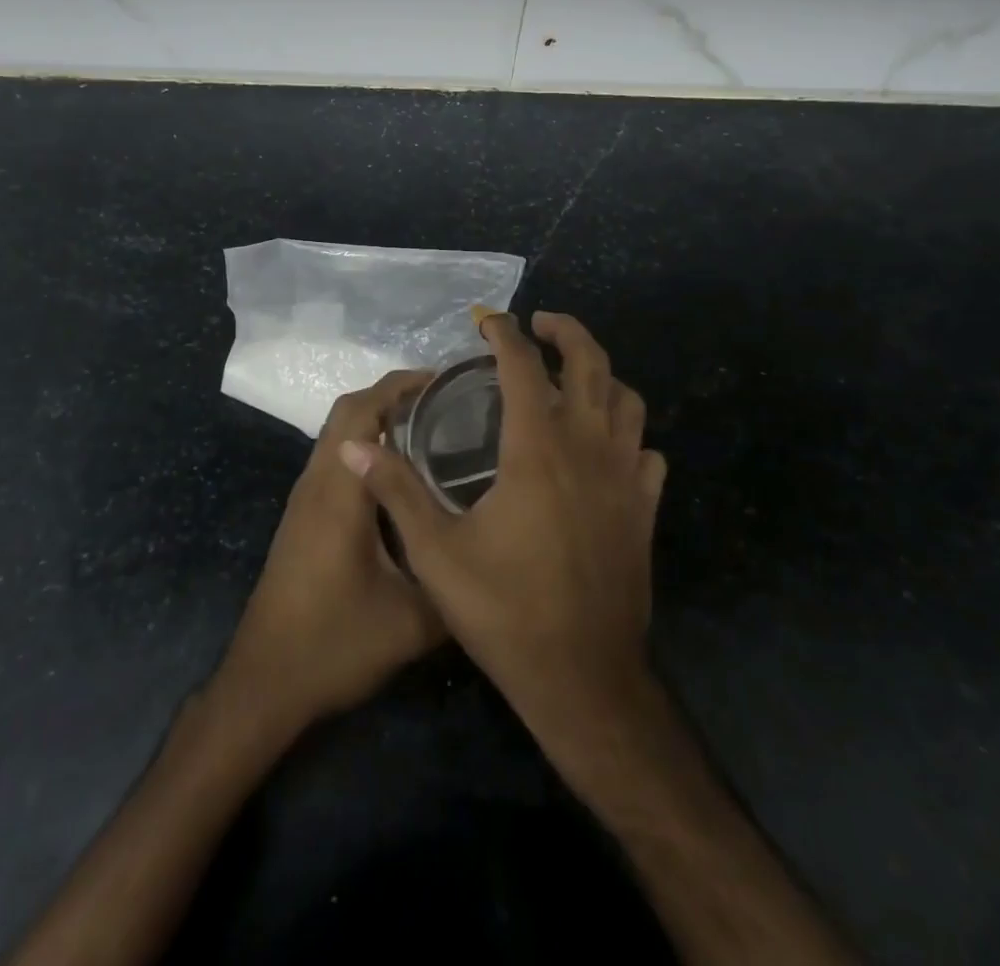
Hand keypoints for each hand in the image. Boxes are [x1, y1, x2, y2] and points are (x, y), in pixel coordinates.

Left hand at [215, 370, 445, 733]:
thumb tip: (493, 555)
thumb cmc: (334, 644)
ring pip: (338, 437)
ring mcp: (305, 502)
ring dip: (376, 421)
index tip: (442, 380)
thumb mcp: (412, 621)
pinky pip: (335, 462)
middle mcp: (317, 484)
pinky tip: (400, 477)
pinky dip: (366, 449)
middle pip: (346, 414)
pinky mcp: (303, 520)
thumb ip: (455, 583)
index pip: (362, 412)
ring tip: (430, 428)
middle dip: (391, 395)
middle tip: (443, 401)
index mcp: (339, 492)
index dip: (399, 386)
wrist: (264, 684)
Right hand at [343, 313, 665, 732]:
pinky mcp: (644, 509)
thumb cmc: (505, 612)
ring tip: (573, 378)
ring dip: (602, 377)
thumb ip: (396, 492)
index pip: (524, 366)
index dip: (505, 334)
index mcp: (537, 449)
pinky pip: (646, 452)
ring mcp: (625, 478)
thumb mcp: (436, 554)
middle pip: (592, 363)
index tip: (488, 321)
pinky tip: (606, 448)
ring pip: (627, 401)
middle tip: (539, 326)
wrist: (583, 678)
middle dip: (567, 332)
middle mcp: (588, 448)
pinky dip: (628, 435)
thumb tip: (354, 447)